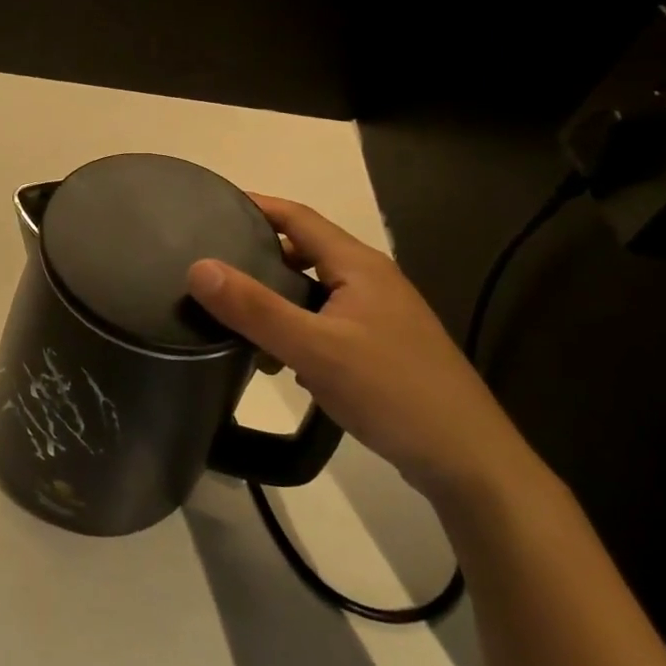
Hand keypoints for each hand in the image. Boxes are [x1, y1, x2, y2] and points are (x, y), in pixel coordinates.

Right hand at [187, 194, 533, 503]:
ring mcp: (379, 316)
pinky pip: (325, 322)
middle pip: (305, 251)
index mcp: (358, 266)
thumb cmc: (391, 391)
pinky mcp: (380, 348)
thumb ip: (255, 308)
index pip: (298, 216)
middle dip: (259, 254)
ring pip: (313, 290)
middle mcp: (371, 281)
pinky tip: (277, 358)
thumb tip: (198, 267)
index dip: (256, 206)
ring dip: (275, 297)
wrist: (466, 460)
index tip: (211, 207)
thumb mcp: (314, 348)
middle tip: (212, 265)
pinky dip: (295, 328)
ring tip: (234, 315)